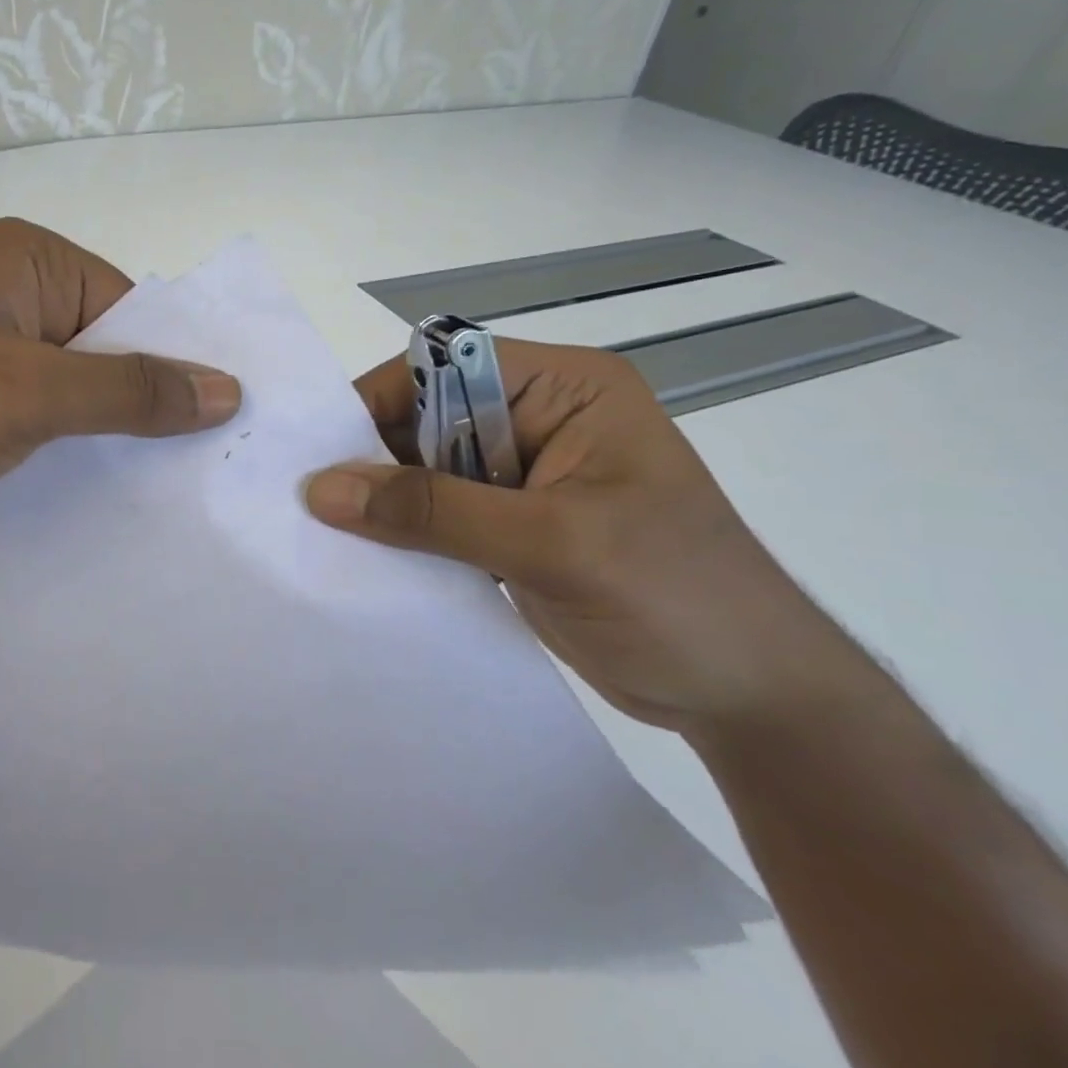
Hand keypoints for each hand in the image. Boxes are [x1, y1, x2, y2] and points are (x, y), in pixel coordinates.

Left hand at [0, 218, 240, 537]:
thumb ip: (130, 391)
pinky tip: (82, 480)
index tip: (212, 425)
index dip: (172, 363)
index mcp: (28, 259)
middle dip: (137, 400)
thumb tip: (226, 389)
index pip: (132, 308)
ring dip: (96, 425)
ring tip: (148, 481)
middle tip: (192, 464)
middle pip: (101, 344)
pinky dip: (55, 438)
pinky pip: (27, 405)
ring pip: (65, 380)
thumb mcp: (31, 395)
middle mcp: (5, 286)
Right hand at [305, 339, 865, 733]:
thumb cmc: (677, 598)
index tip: (321, 454)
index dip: (381, 401)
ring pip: (426, 469)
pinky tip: (368, 559)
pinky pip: (438, 515)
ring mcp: (524, 476)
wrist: (754, 700)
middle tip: (312, 502)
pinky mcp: (512, 526)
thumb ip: (432, 511)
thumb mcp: (550, 543)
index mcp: (564, 389)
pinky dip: (404, 534)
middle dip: (374, 458)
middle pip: (428, 418)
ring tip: (326, 533)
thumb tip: (321, 490)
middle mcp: (539, 419)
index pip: (445, 367)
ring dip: (384, 501)